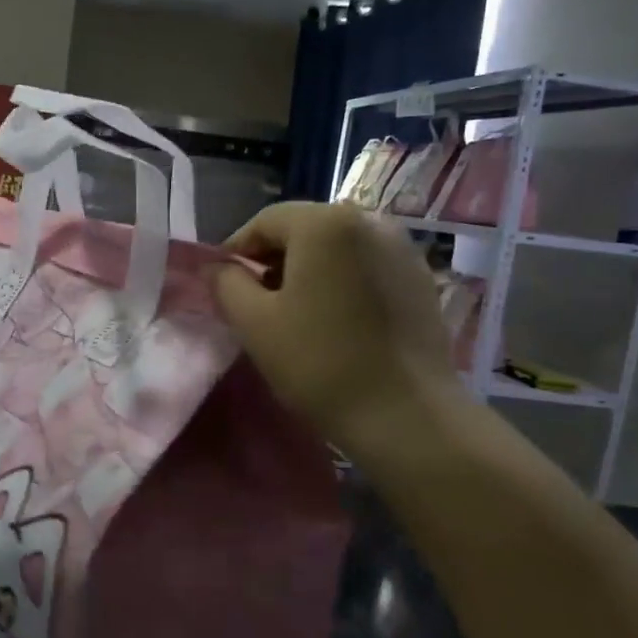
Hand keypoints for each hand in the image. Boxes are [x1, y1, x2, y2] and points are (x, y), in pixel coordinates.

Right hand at [213, 202, 465, 447]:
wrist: (406, 416)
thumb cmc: (320, 362)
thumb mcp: (254, 323)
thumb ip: (226, 283)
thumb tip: (217, 266)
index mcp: (325, 223)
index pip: (265, 221)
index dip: (237, 250)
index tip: (223, 285)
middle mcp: (369, 221)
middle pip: (304, 229)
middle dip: (274, 260)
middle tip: (256, 302)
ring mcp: (403, 248)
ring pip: (337, 248)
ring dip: (309, 271)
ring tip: (296, 313)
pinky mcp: (421, 278)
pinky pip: (366, 266)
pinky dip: (343, 282)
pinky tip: (336, 320)